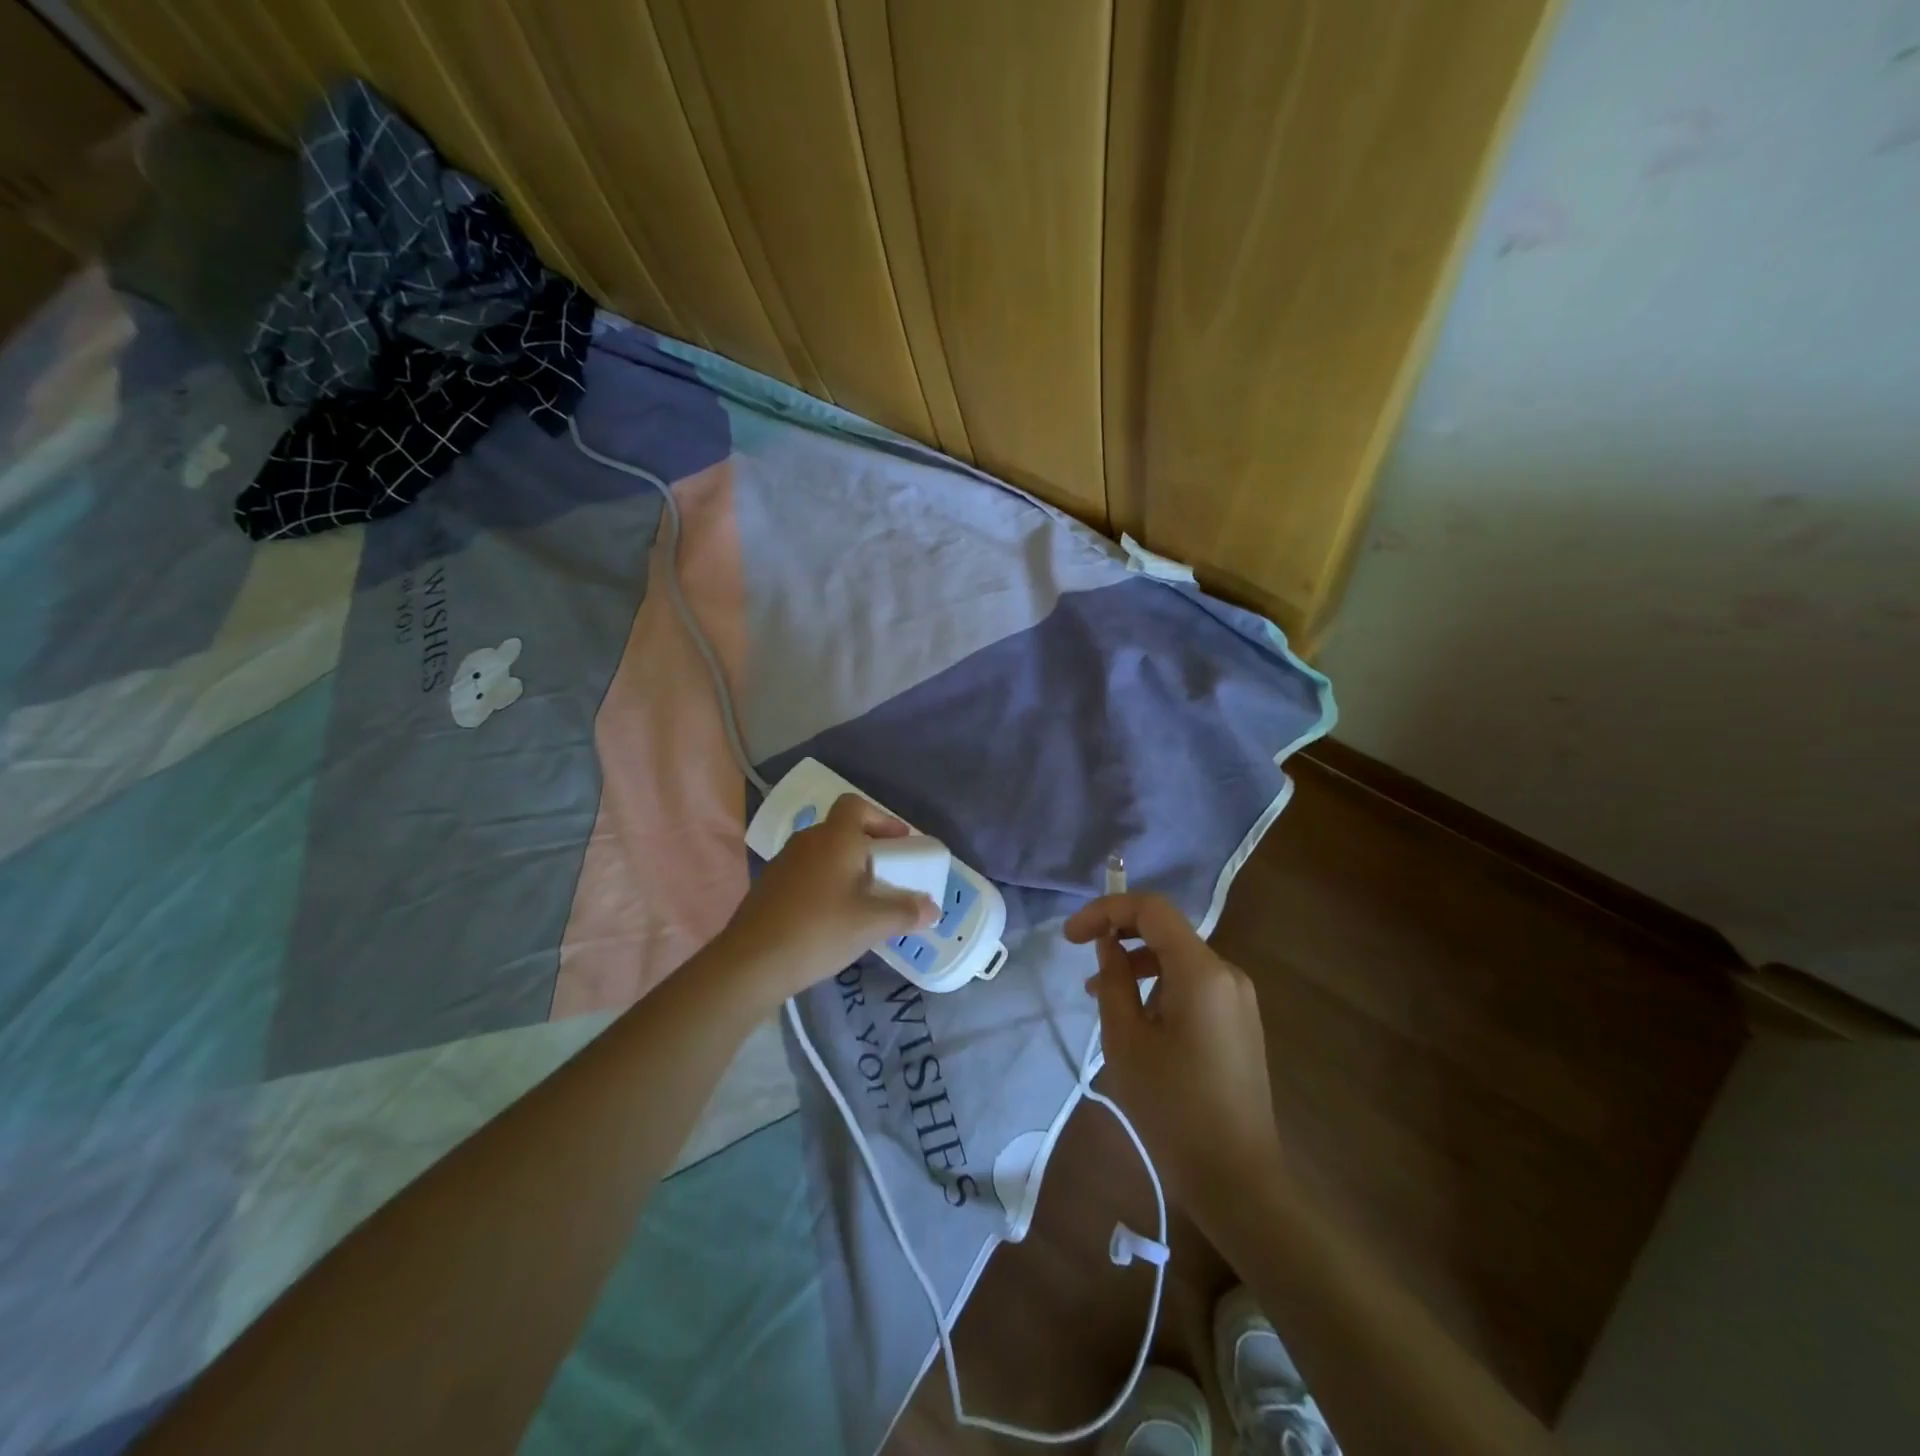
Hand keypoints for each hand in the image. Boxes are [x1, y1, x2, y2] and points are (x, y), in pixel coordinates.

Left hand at [720, 794, 937, 1004]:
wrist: (752, 962)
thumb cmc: (819, 930)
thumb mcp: (871, 924)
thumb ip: (905, 912)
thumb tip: (932, 909)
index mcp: (835, 838)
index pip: (856, 805)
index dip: (881, 819)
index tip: (898, 843)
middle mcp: (808, 840)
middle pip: (841, 829)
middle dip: (867, 846)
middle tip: (886, 874)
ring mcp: (784, 862)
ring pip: (822, 852)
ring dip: (844, 866)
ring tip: (861, 897)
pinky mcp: (769, 885)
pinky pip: (806, 872)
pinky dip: (824, 882)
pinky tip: (831, 915)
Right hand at [1065, 893, 1286, 1229]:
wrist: (1237, 1179)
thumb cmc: (1173, 1108)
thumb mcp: (1126, 1041)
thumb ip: (1114, 981)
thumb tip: (1109, 945)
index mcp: (1202, 972)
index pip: (1152, 910)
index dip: (1106, 910)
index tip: (1071, 936)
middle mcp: (1227, 974)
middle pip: (1167, 930)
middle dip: (1120, 933)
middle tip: (1080, 953)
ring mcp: (1238, 999)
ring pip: (1179, 958)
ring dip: (1137, 962)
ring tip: (1100, 993)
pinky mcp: (1239, 1022)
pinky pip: (1194, 985)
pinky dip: (1160, 985)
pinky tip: (1136, 1016)